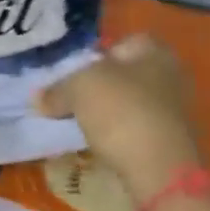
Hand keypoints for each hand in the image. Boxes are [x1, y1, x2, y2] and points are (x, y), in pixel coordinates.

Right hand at [38, 35, 201, 198]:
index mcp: (155, 52)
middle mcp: (170, 77)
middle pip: (125, 75)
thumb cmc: (121, 111)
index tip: (74, 72)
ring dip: (105, 113)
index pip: (124, 42)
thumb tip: (37, 98)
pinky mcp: (167, 142)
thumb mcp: (78, 90)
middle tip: (70, 98)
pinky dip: (115, 135)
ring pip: (128, 104)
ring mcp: (172, 112)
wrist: (158, 168)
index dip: (96, 53)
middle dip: (99, 86)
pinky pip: (133, 130)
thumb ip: (57, 90)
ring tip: (78, 123)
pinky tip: (96, 144)